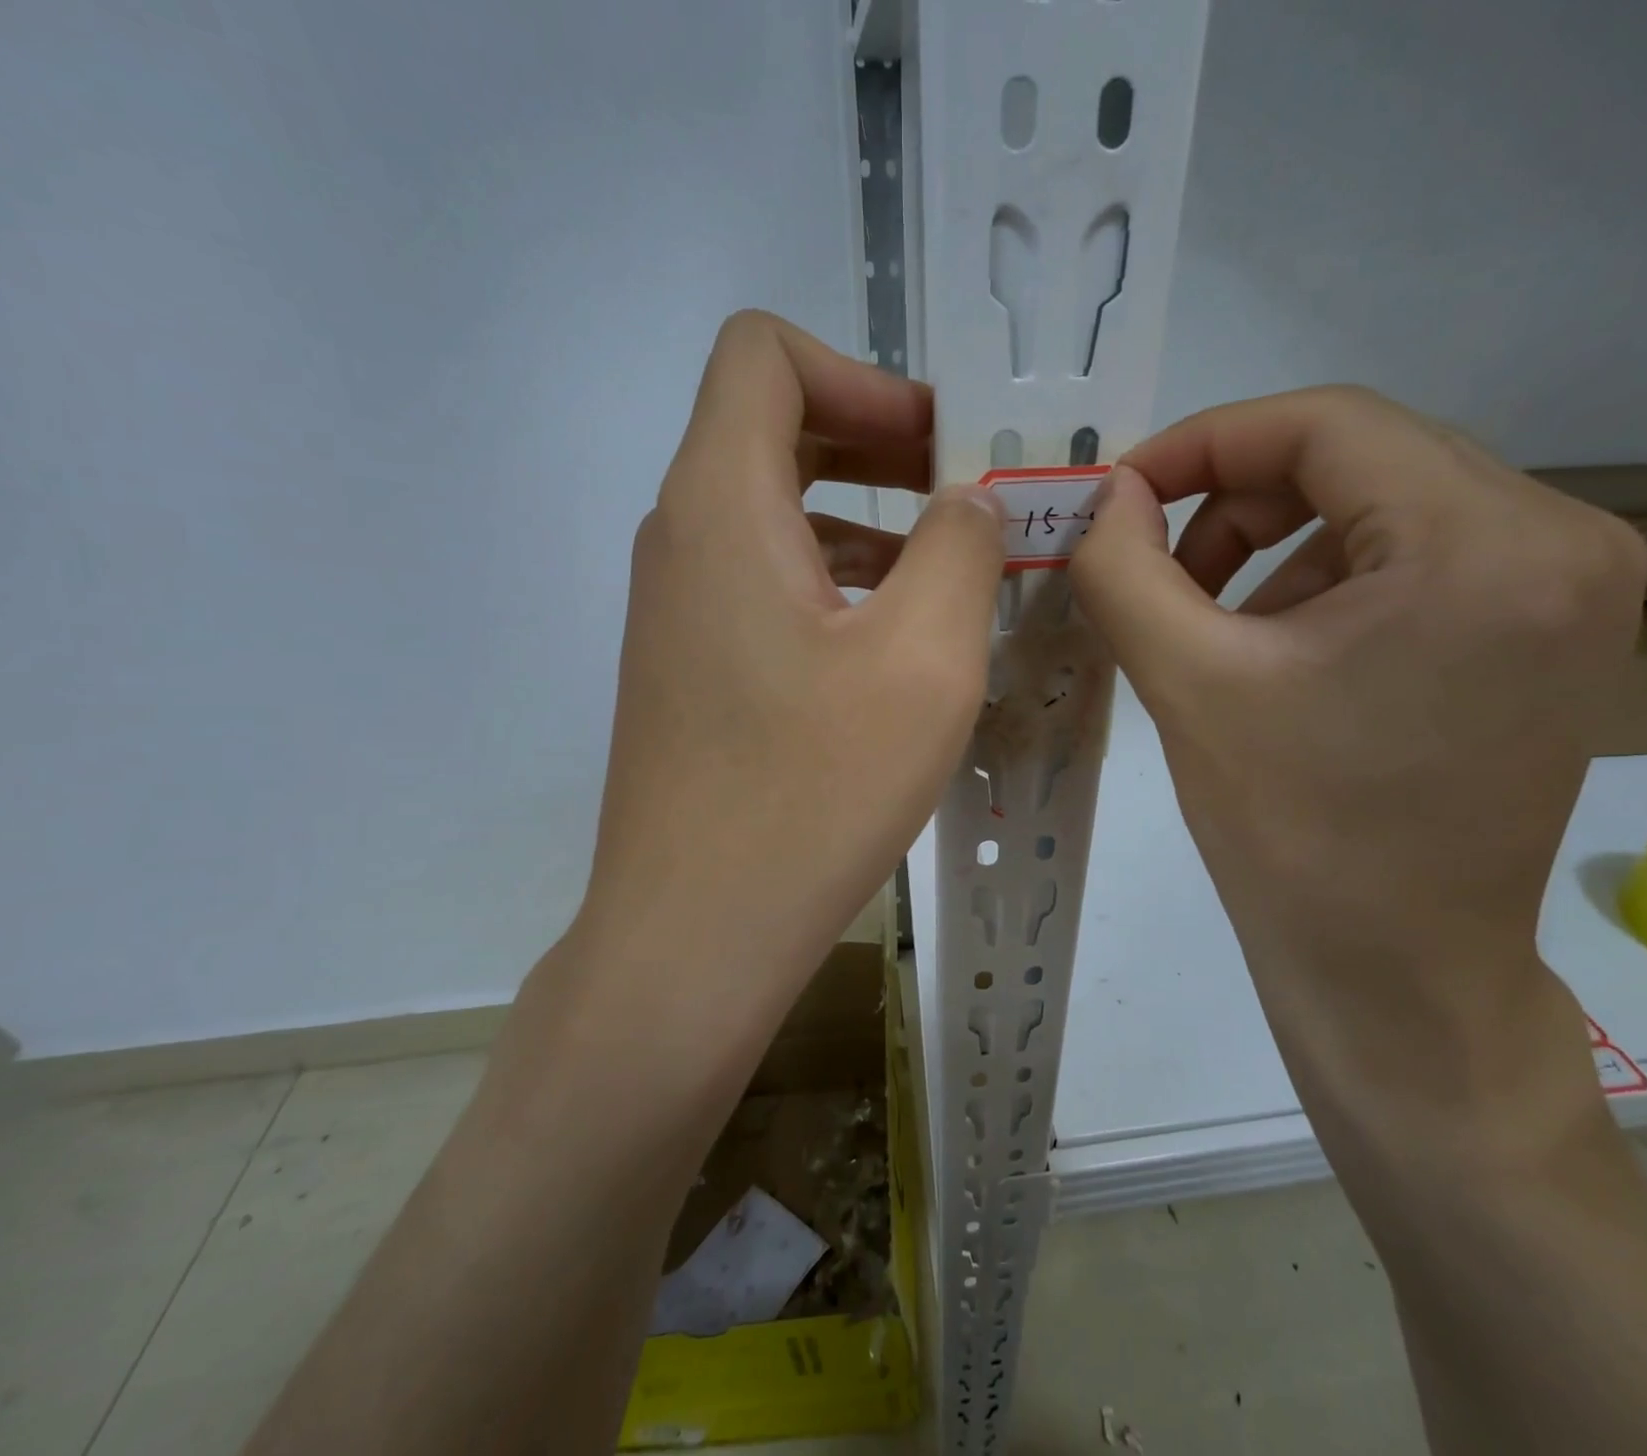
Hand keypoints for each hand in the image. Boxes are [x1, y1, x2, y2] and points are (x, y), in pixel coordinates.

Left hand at [572, 311, 1002, 1019]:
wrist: (696, 932)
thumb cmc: (812, 791)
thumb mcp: (925, 660)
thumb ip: (963, 549)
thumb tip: (969, 502)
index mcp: (720, 505)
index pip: (762, 355)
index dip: (861, 375)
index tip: (939, 447)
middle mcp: (680, 538)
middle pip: (771, 430)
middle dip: (877, 443)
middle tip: (965, 498)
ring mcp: (678, 609)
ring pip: (773, 514)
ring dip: (865, 521)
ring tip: (951, 575)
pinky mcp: (691, 667)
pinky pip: (765, 583)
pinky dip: (834, 581)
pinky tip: (895, 644)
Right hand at [1071, 387, 1646, 1142]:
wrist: (1395, 973)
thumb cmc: (1290, 835)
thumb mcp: (1186, 683)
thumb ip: (1124, 568)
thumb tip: (1104, 496)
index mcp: (1483, 545)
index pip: (1325, 423)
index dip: (1203, 442)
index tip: (1122, 493)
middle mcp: (1562, 540)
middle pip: (1361, 456)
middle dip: (1235, 499)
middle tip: (1158, 565)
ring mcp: (1572, 588)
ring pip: (1385, 504)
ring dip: (1278, 545)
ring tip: (1214, 625)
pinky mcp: (1554, 632)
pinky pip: (1419, 556)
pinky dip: (1329, 580)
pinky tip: (1280, 652)